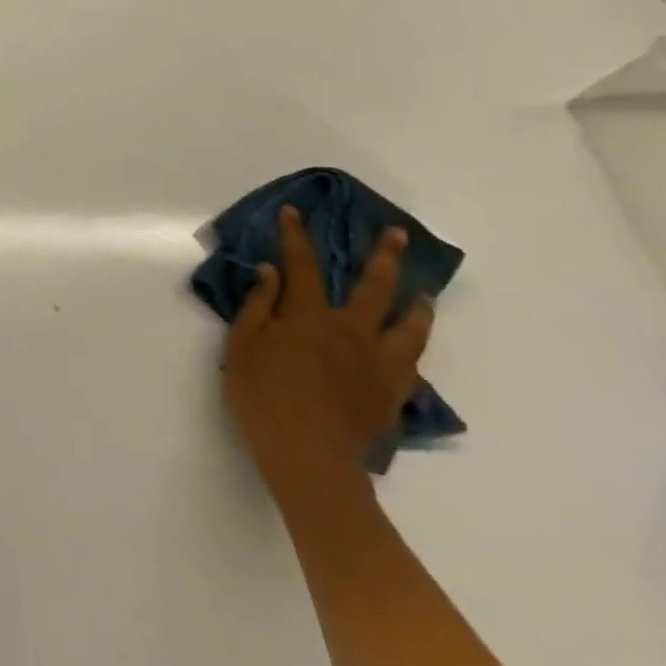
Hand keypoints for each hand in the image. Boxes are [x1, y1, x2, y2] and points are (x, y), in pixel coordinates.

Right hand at [222, 206, 433, 494]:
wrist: (307, 453)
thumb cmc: (262, 394)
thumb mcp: (242, 346)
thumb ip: (258, 306)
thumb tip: (270, 272)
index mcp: (309, 316)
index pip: (302, 265)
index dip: (295, 236)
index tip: (294, 212)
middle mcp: (351, 330)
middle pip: (375, 287)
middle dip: (384, 257)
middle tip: (396, 235)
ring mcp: (379, 362)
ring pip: (409, 325)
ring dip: (416, 304)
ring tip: (423, 293)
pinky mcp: (393, 391)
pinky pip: (412, 361)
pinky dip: (413, 345)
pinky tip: (411, 344)